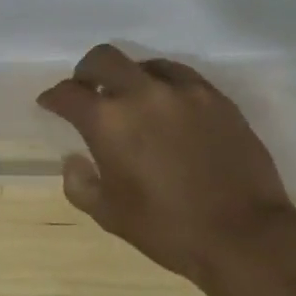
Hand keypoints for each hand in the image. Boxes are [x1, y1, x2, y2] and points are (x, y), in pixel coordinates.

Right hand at [37, 44, 295, 291]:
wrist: (245, 236)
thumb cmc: (168, 229)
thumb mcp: (110, 215)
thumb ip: (80, 184)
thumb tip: (74, 160)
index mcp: (108, 121)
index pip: (68, 94)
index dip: (53, 98)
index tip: (50, 104)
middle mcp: (141, 94)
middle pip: (102, 59)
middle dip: (86, 72)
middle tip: (87, 90)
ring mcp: (183, 91)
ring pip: (144, 63)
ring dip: (129, 77)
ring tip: (132, 99)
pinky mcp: (216, 98)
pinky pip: (181, 76)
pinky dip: (164, 84)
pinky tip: (168, 105)